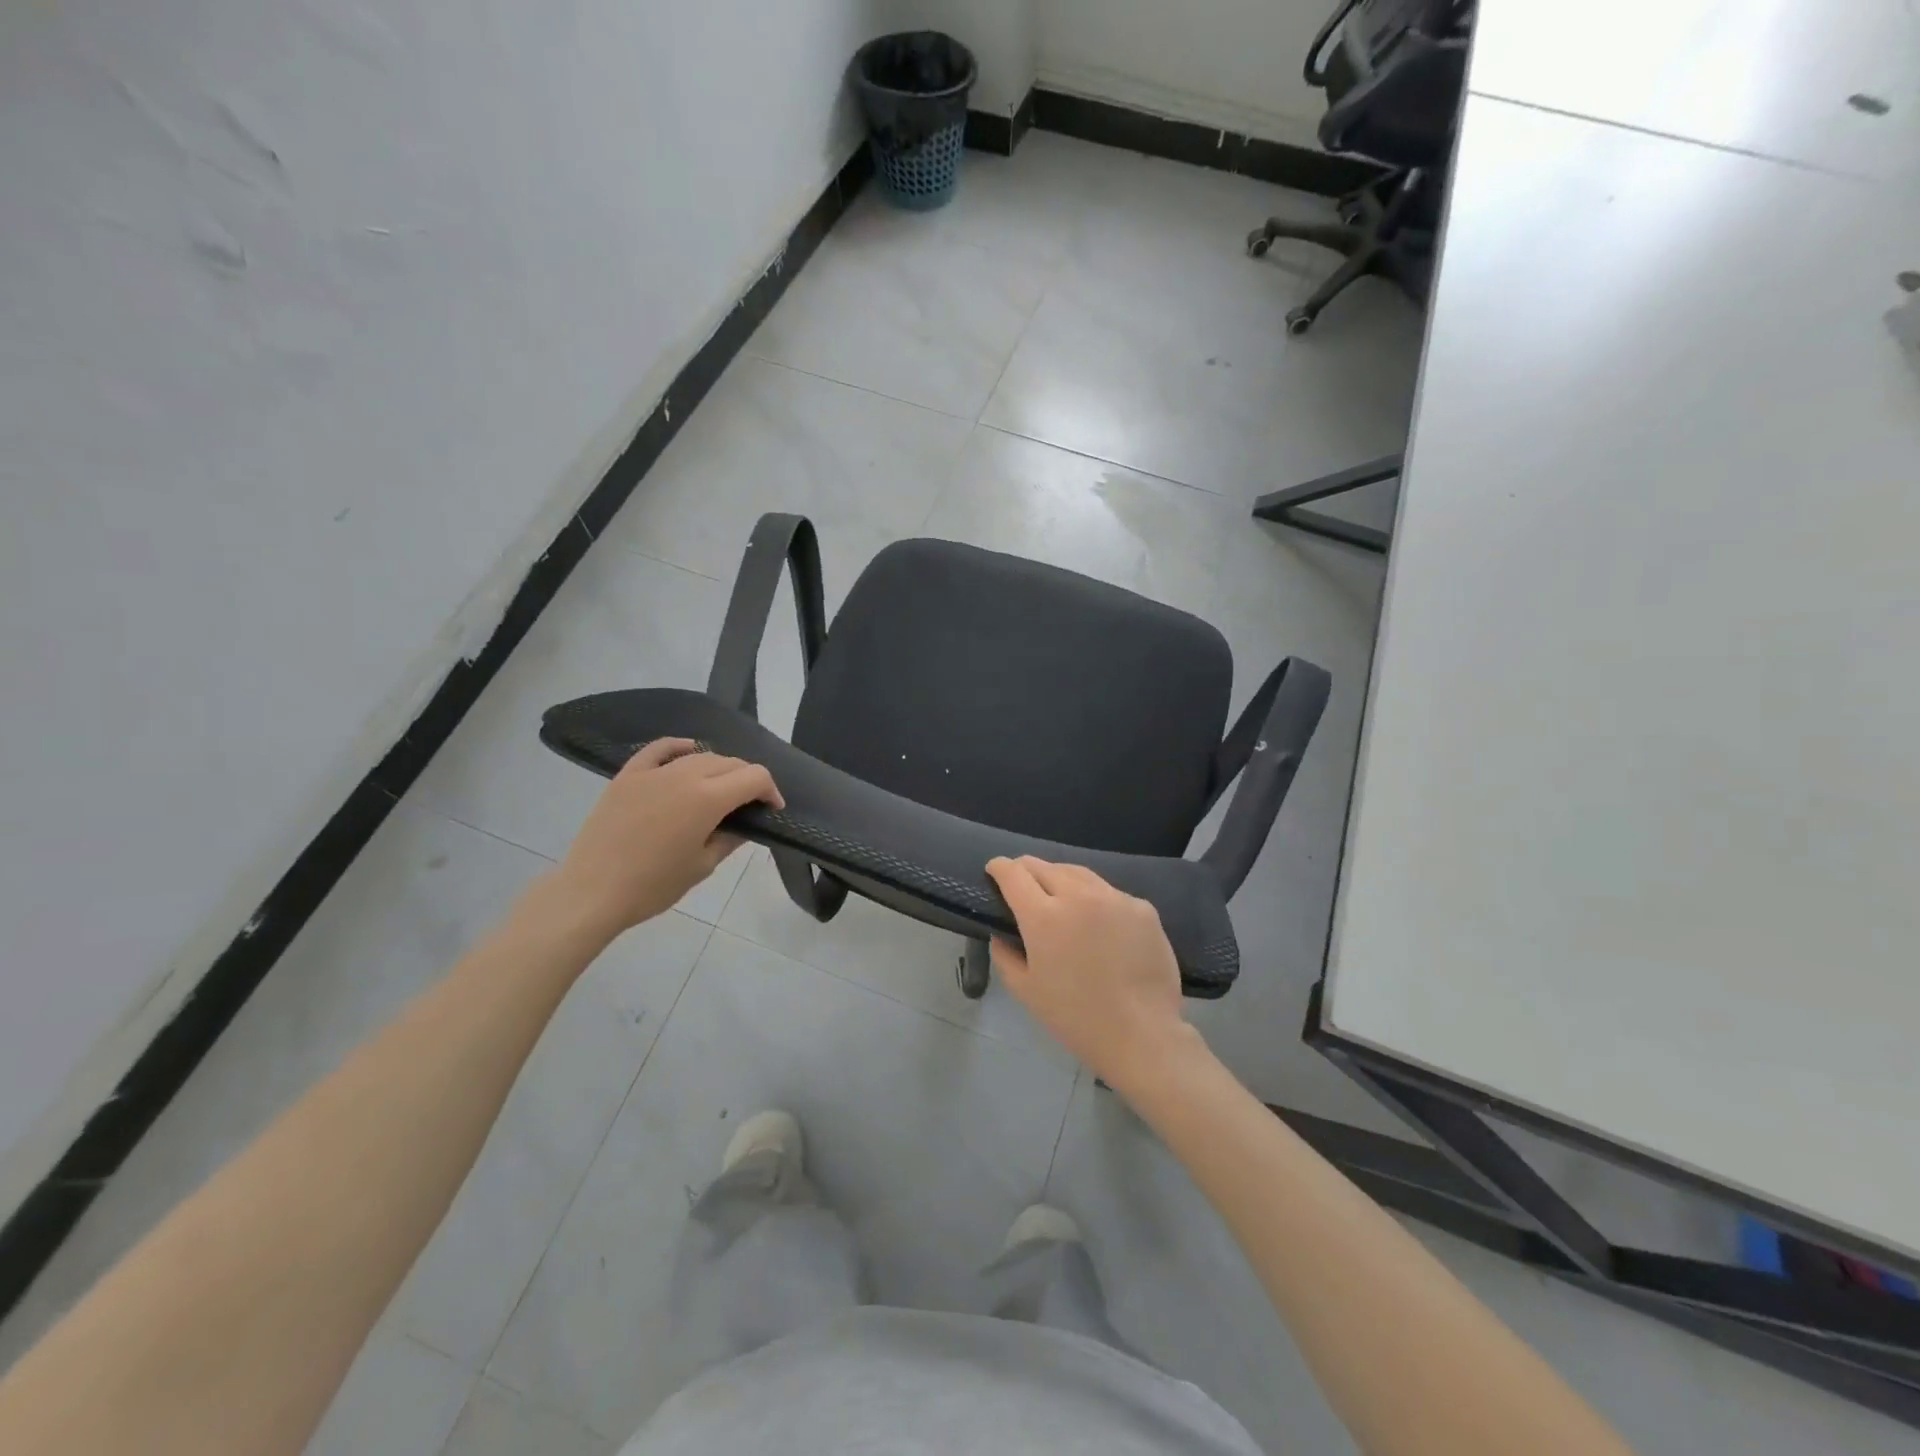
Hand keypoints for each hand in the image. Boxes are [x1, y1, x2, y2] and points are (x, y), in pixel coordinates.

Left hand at [549, 739, 781, 939]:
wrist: (591, 892)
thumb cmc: (653, 886)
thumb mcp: (702, 865)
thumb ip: (730, 838)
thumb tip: (745, 823)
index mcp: (708, 799)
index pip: (754, 777)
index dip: (770, 790)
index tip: (771, 809)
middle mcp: (684, 775)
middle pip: (729, 762)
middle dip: (747, 779)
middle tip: (748, 804)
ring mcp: (653, 772)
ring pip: (699, 755)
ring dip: (718, 768)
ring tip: (719, 789)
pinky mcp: (628, 775)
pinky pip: (659, 749)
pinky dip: (679, 747)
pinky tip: (687, 751)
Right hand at [985, 856, 1198, 1091]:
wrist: (1141, 1035)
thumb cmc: (1075, 1018)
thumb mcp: (1025, 990)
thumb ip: (1005, 954)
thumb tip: (1001, 932)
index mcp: (1043, 916)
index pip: (1013, 873)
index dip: (999, 867)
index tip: (994, 871)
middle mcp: (1078, 896)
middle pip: (1044, 866)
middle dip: (1027, 870)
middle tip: (1023, 884)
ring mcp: (1114, 898)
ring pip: (1079, 873)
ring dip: (1061, 879)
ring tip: (1058, 894)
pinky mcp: (1142, 907)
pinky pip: (1110, 894)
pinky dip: (1096, 899)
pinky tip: (1099, 921)